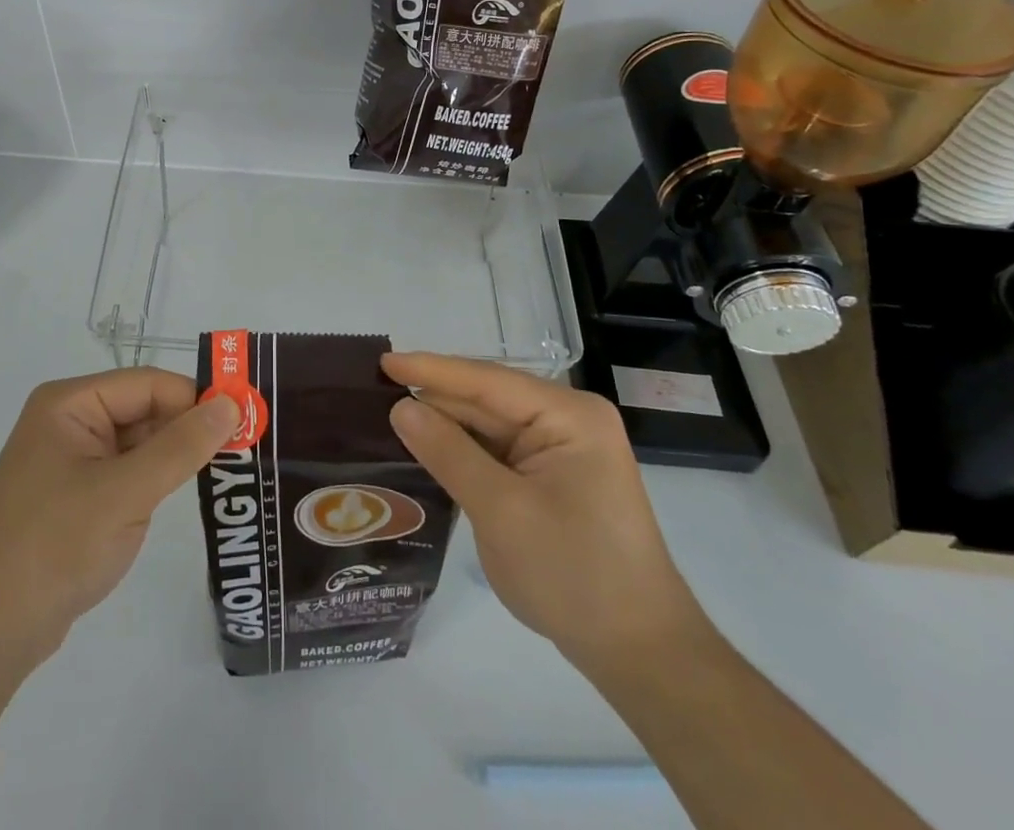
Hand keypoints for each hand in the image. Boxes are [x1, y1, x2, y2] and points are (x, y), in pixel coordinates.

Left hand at [0, 368, 238, 669]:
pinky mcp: (77, 497)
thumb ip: (181, 447)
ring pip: (140, 443)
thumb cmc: (53, 547)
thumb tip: (232, 404)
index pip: (148, 385)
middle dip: (190, 428)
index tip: (245, 419)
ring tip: (230, 469)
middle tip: (247, 446)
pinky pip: (128, 473)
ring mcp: (72, 461)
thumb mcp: (125, 493)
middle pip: (145, 410)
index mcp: (71, 404)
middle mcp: (70, 422)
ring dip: (176, 456)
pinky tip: (189, 493)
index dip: (196, 398)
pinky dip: (157, 481)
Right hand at [381, 353, 705, 679]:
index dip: (431, 370)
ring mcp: (561, 449)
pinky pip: (498, 452)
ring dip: (445, 427)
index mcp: (569, 415)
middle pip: (487, 400)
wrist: (639, 653)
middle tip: (374, 392)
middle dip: (435, 399)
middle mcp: (567, 420)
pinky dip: (463, 452)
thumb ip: (449, 454)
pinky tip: (426, 448)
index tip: (383, 361)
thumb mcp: (502, 512)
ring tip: (388, 415)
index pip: (487, 381)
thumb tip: (401, 407)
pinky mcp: (552, 477)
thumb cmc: (575, 576)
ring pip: (488, 426)